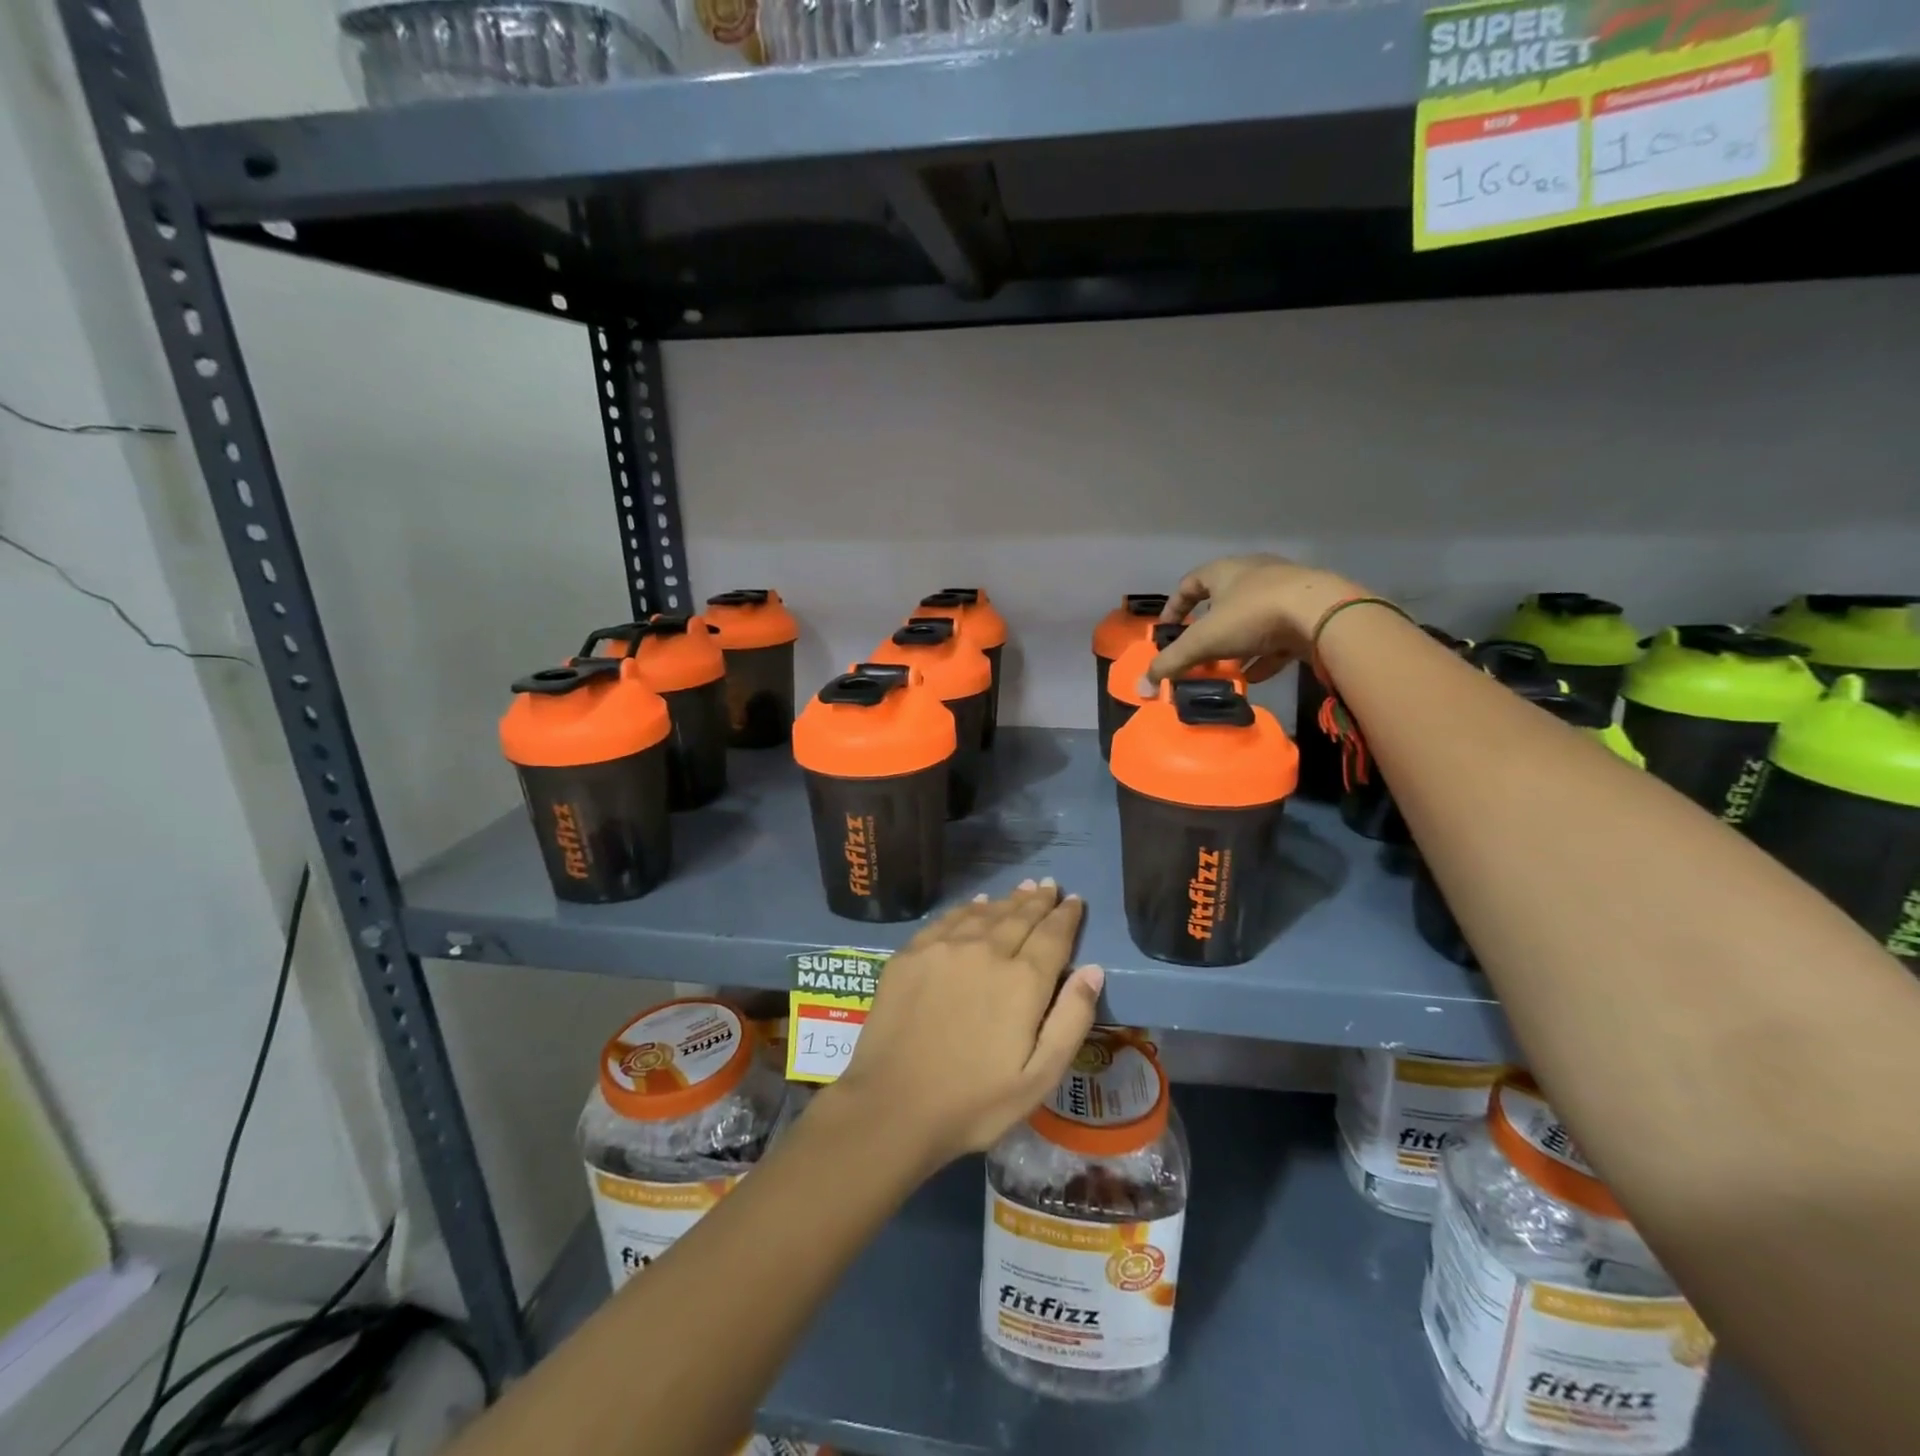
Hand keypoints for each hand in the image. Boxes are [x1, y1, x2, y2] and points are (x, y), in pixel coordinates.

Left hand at [824, 880, 1102, 1171]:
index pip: (1053, 936)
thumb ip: (1071, 1020)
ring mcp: (944, 948)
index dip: (1066, 916)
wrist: (892, 1105)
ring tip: (1023, 888)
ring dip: (1008, 900)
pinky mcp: (912, 953)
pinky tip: (976, 905)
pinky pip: (948, 919)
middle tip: (1050, 885)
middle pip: (1020, 917)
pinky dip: (969, 908)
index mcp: (1022, 981)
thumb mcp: (1039, 1078)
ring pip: (985, 913)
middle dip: (1038, 901)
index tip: (1075, 900)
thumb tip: (1093, 970)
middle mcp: (986, 951)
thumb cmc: (974, 1102)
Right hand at [1150, 554, 1365, 685]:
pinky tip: (1256, 676)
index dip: (1174, 607)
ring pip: (1251, 619)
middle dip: (1207, 630)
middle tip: (1197, 653)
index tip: (1166, 631)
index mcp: (1225, 571)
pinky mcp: (1307, 613)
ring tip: (1224, 669)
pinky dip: (1263, 655)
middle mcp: (1254, 574)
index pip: (1190, 583)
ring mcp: (1285, 592)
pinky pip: (1277, 635)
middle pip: (1222, 600)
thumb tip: (1140, 688)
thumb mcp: (1204, 640)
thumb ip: (1171, 663)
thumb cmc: (1253, 615)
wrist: (1323, 613)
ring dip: (1235, 644)